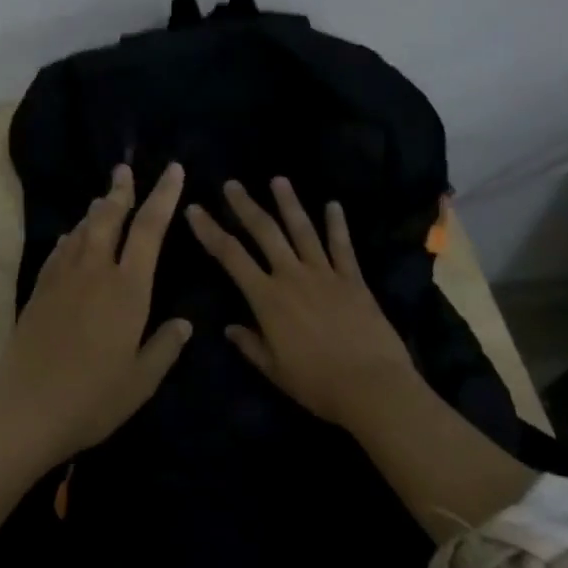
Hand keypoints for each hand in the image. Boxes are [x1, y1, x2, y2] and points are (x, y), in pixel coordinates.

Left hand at [0, 162, 191, 463]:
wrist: (27, 406)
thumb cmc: (93, 398)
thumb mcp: (141, 380)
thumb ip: (164, 347)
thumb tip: (184, 323)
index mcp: (128, 289)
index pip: (150, 229)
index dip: (163, 196)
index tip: (173, 170)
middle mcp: (95, 272)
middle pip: (109, 217)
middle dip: (121, 190)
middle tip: (125, 169)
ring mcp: (63, 277)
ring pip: (82, 230)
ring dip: (96, 210)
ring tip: (104, 197)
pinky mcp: (40, 288)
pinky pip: (59, 250)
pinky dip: (71, 237)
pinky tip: (72, 236)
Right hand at [185, 177, 416, 425]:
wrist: (373, 387)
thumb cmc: (317, 383)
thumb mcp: (275, 370)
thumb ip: (250, 345)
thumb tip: (230, 328)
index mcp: (266, 297)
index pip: (230, 255)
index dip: (209, 231)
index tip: (194, 210)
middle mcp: (292, 276)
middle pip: (264, 232)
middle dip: (245, 206)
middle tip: (232, 184)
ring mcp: (325, 274)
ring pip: (302, 230)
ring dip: (289, 203)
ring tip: (278, 180)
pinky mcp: (353, 280)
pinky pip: (342, 247)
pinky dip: (337, 225)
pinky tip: (333, 205)